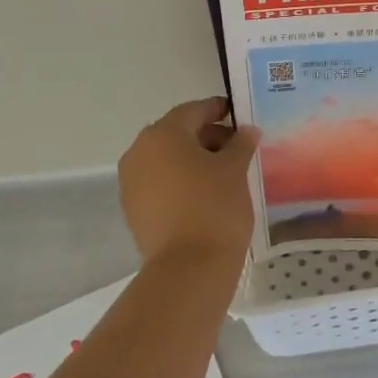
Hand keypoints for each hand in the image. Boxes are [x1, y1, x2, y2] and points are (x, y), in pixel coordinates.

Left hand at [119, 97, 260, 267]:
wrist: (188, 269)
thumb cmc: (215, 207)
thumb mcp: (235, 169)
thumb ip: (241, 143)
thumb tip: (246, 130)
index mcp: (163, 134)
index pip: (194, 110)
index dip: (219, 109)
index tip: (240, 116)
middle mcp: (139, 151)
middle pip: (177, 133)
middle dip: (207, 136)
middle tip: (238, 148)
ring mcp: (131, 182)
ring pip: (167, 159)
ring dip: (193, 160)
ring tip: (224, 174)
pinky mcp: (133, 209)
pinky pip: (160, 182)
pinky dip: (180, 181)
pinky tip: (205, 194)